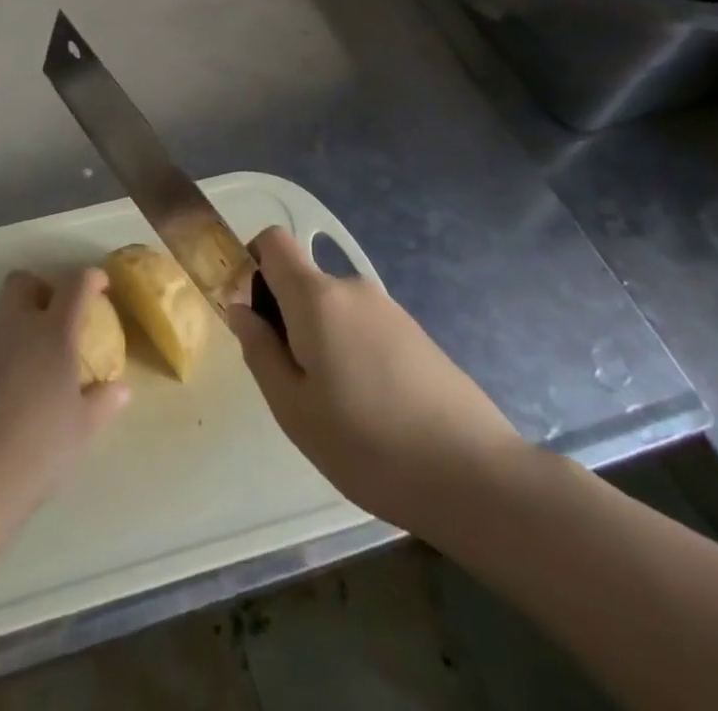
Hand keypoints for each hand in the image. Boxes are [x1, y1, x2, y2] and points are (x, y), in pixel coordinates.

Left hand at [0, 269, 129, 524]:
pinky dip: (0, 355)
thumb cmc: (40, 448)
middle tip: (56, 317)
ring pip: (1, 314)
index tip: (100, 285)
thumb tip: (121, 388)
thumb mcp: (83, 429)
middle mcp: (16, 327)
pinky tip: (7, 390)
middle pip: (23, 282)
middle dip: (40, 288)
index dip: (89, 278)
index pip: (74, 285)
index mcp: (53, 333)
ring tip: (32, 363)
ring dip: (18, 324)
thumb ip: (103, 401)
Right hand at [228, 229, 523, 533]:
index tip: (251, 311)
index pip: (273, 241)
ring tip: (335, 407)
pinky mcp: (417, 334)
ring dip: (321, 341)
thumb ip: (260, 351)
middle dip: (286, 318)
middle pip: (302, 282)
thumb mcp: (293, 409)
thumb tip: (240, 310)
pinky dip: (353, 352)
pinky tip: (372, 410)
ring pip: (334, 310)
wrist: (477, 477)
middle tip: (293, 382)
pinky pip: (364, 328)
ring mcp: (390, 310)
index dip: (252, 261)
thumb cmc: (369, 444)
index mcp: (317, 297)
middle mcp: (353, 289)